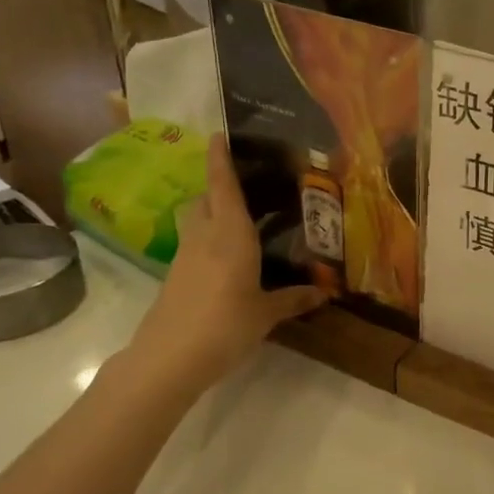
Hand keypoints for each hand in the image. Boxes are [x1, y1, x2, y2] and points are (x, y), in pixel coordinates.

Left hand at [124, 134, 322, 395]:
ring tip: (240, 220)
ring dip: (211, 212)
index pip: (223, 185)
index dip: (219, 158)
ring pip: (196, 220)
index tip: (218, 134)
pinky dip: (208, 240)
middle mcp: (205, 236)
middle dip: (218, 185)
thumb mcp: (266, 314)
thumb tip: (324, 292)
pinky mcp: (175, 277)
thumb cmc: (225, 325)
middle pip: (205, 198)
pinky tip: (228, 259)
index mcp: (230, 235)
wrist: (169, 359)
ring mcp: (185, 257)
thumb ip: (293, 299)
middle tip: (246, 184)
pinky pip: (194, 245)